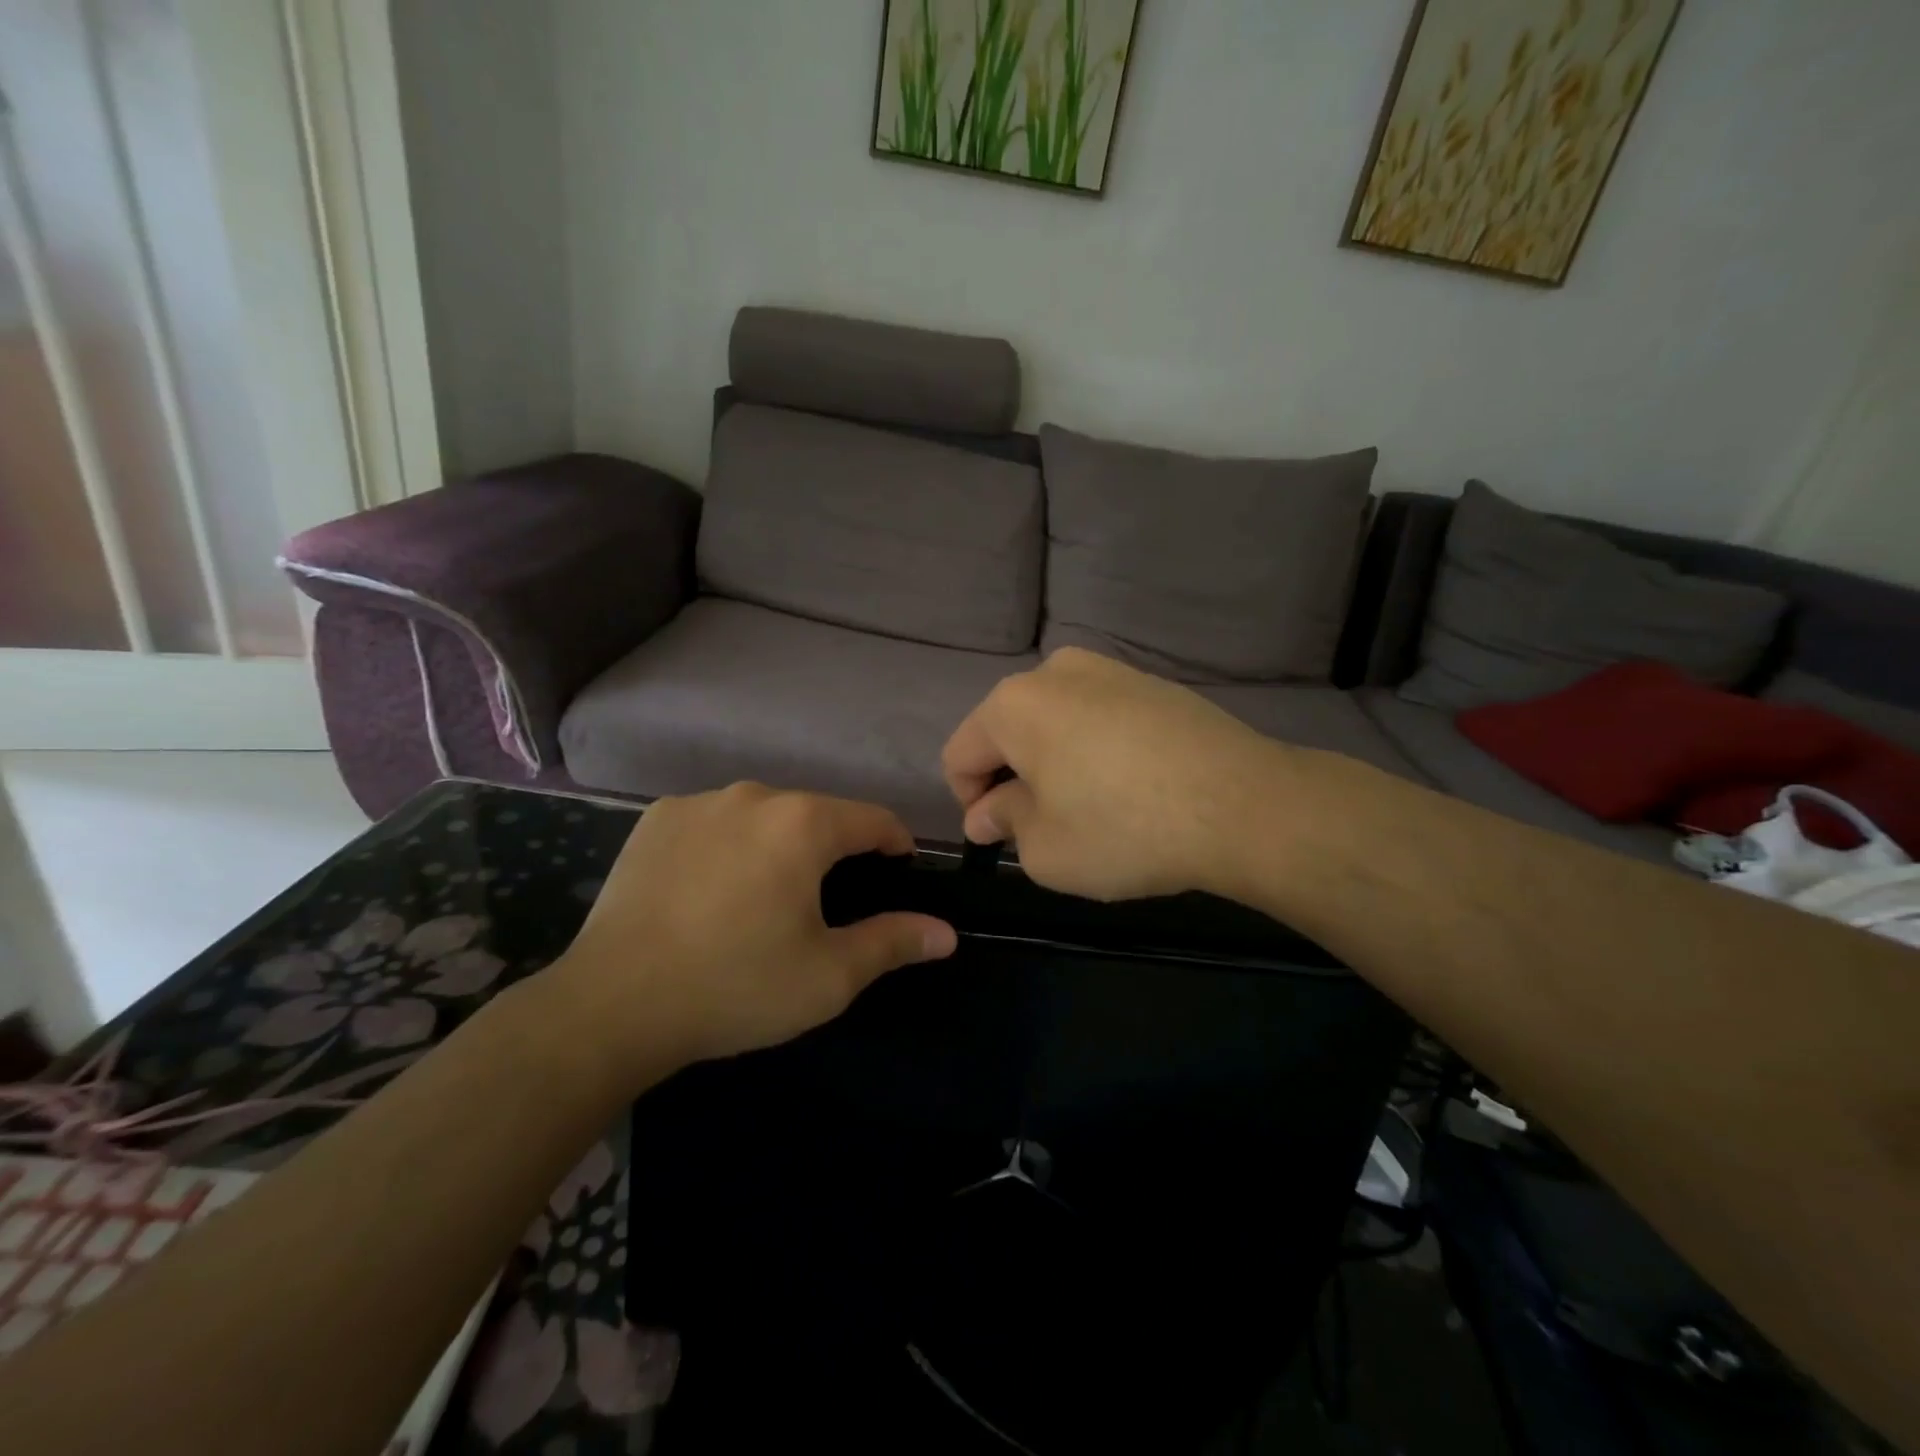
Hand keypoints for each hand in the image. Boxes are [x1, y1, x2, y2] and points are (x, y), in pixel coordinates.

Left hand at [551, 784, 956, 1078]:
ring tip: (764, 900)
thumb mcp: (828, 976)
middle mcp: (754, 795)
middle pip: (817, 815)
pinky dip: (729, 846)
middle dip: (833, 851)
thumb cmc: (734, 986)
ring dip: (778, 846)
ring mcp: (699, 802)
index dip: (896, 846)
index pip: (874, 819)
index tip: (898, 875)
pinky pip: (716, 823)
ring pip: (764, 817)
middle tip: (825, 906)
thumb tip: (946, 933)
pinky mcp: (657, 818)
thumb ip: (893, 943)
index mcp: (803, 823)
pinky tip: (711, 892)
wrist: (611, 1005)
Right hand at [942, 647, 1285, 901]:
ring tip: (1089, 809)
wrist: (1244, 804)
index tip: (998, 838)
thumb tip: (987, 812)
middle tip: (1042, 828)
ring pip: (1055, 723)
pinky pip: (1099, 719)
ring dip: (1053, 764)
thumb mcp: (1044, 849)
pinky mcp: (1153, 684)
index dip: (969, 802)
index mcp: (1013, 704)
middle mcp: (1055, 672)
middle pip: (1007, 732)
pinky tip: (1128, 788)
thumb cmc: (1124, 829)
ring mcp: (1110, 671)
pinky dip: (1094, 750)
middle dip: (1012, 779)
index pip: (960, 754)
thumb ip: (1003, 824)